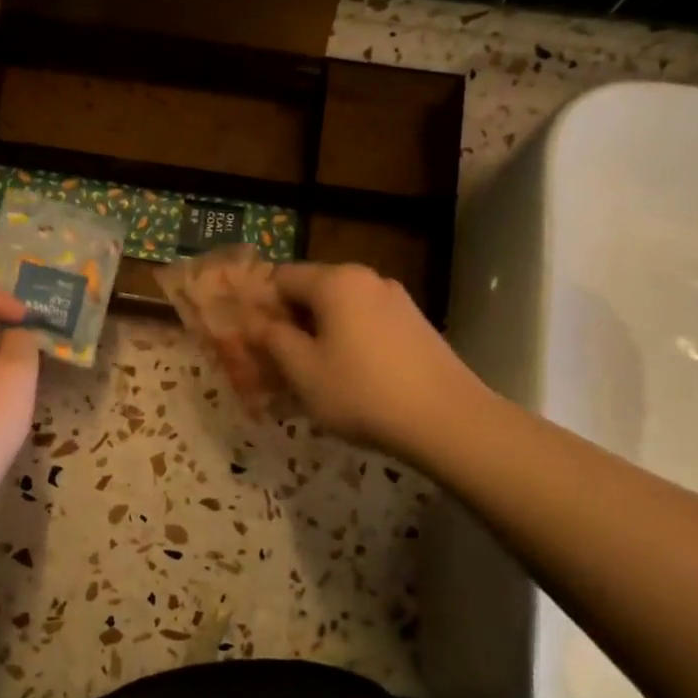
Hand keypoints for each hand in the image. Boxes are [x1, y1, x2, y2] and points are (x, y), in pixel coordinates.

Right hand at [249, 262, 488, 458]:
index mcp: (335, 281)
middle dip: (289, 321)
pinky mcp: (415, 323)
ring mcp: (396, 299)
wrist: (447, 420)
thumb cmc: (361, 391)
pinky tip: (348, 376)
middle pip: (312, 290)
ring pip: (341, 309)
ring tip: (311, 374)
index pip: (281, 277)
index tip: (251, 340)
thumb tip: (256, 321)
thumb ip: (273, 339)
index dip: (260, 305)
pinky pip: (366, 323)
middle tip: (276, 362)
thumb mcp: (303, 370)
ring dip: (318, 333)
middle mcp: (367, 278)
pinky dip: (348, 340)